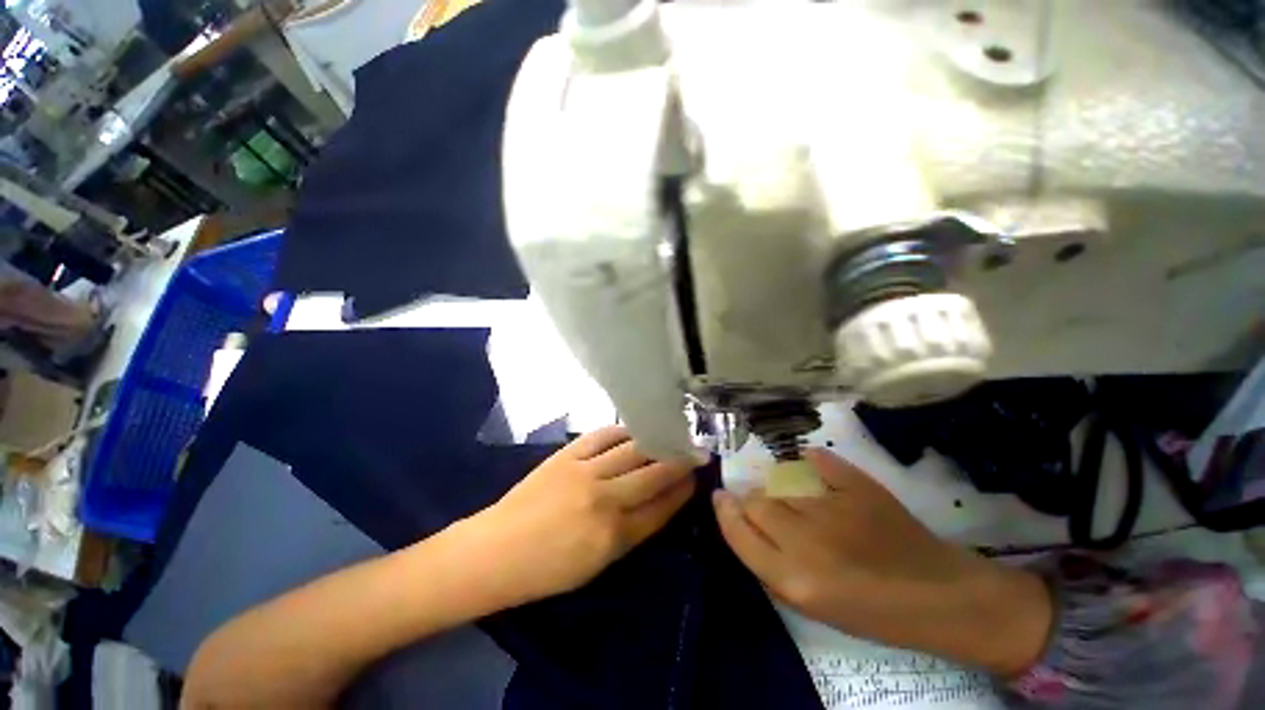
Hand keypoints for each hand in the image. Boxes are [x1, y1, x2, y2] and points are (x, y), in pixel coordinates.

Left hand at [456, 426, 697, 606]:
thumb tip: (657, 504)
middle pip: (653, 474)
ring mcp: (585, 472)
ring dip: (655, 442)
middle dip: (679, 462)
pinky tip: (632, 430)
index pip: (660, 508)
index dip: (682, 492)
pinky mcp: (566, 456)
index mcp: (613, 537)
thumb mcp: (597, 564)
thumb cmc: (546, 570)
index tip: (696, 478)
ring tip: (670, 435)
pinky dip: (621, 431)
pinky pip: (602, 436)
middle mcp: (605, 500)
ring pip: (632, 450)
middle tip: (695, 452)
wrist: (495, 551)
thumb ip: (630, 533)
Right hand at [713, 449, 1051, 676]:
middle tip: (759, 501)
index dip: (724, 510)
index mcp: (793, 578)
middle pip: (755, 500)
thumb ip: (768, 564)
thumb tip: (742, 524)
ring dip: (777, 484)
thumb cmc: (871, 612)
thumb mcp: (810, 605)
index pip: (738, 531)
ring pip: (780, 480)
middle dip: (749, 498)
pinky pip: (817, 460)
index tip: (720, 497)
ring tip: (791, 493)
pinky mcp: (859, 486)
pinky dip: (810, 461)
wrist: (939, 595)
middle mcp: (806, 540)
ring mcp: (833, 508)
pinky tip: (811, 466)